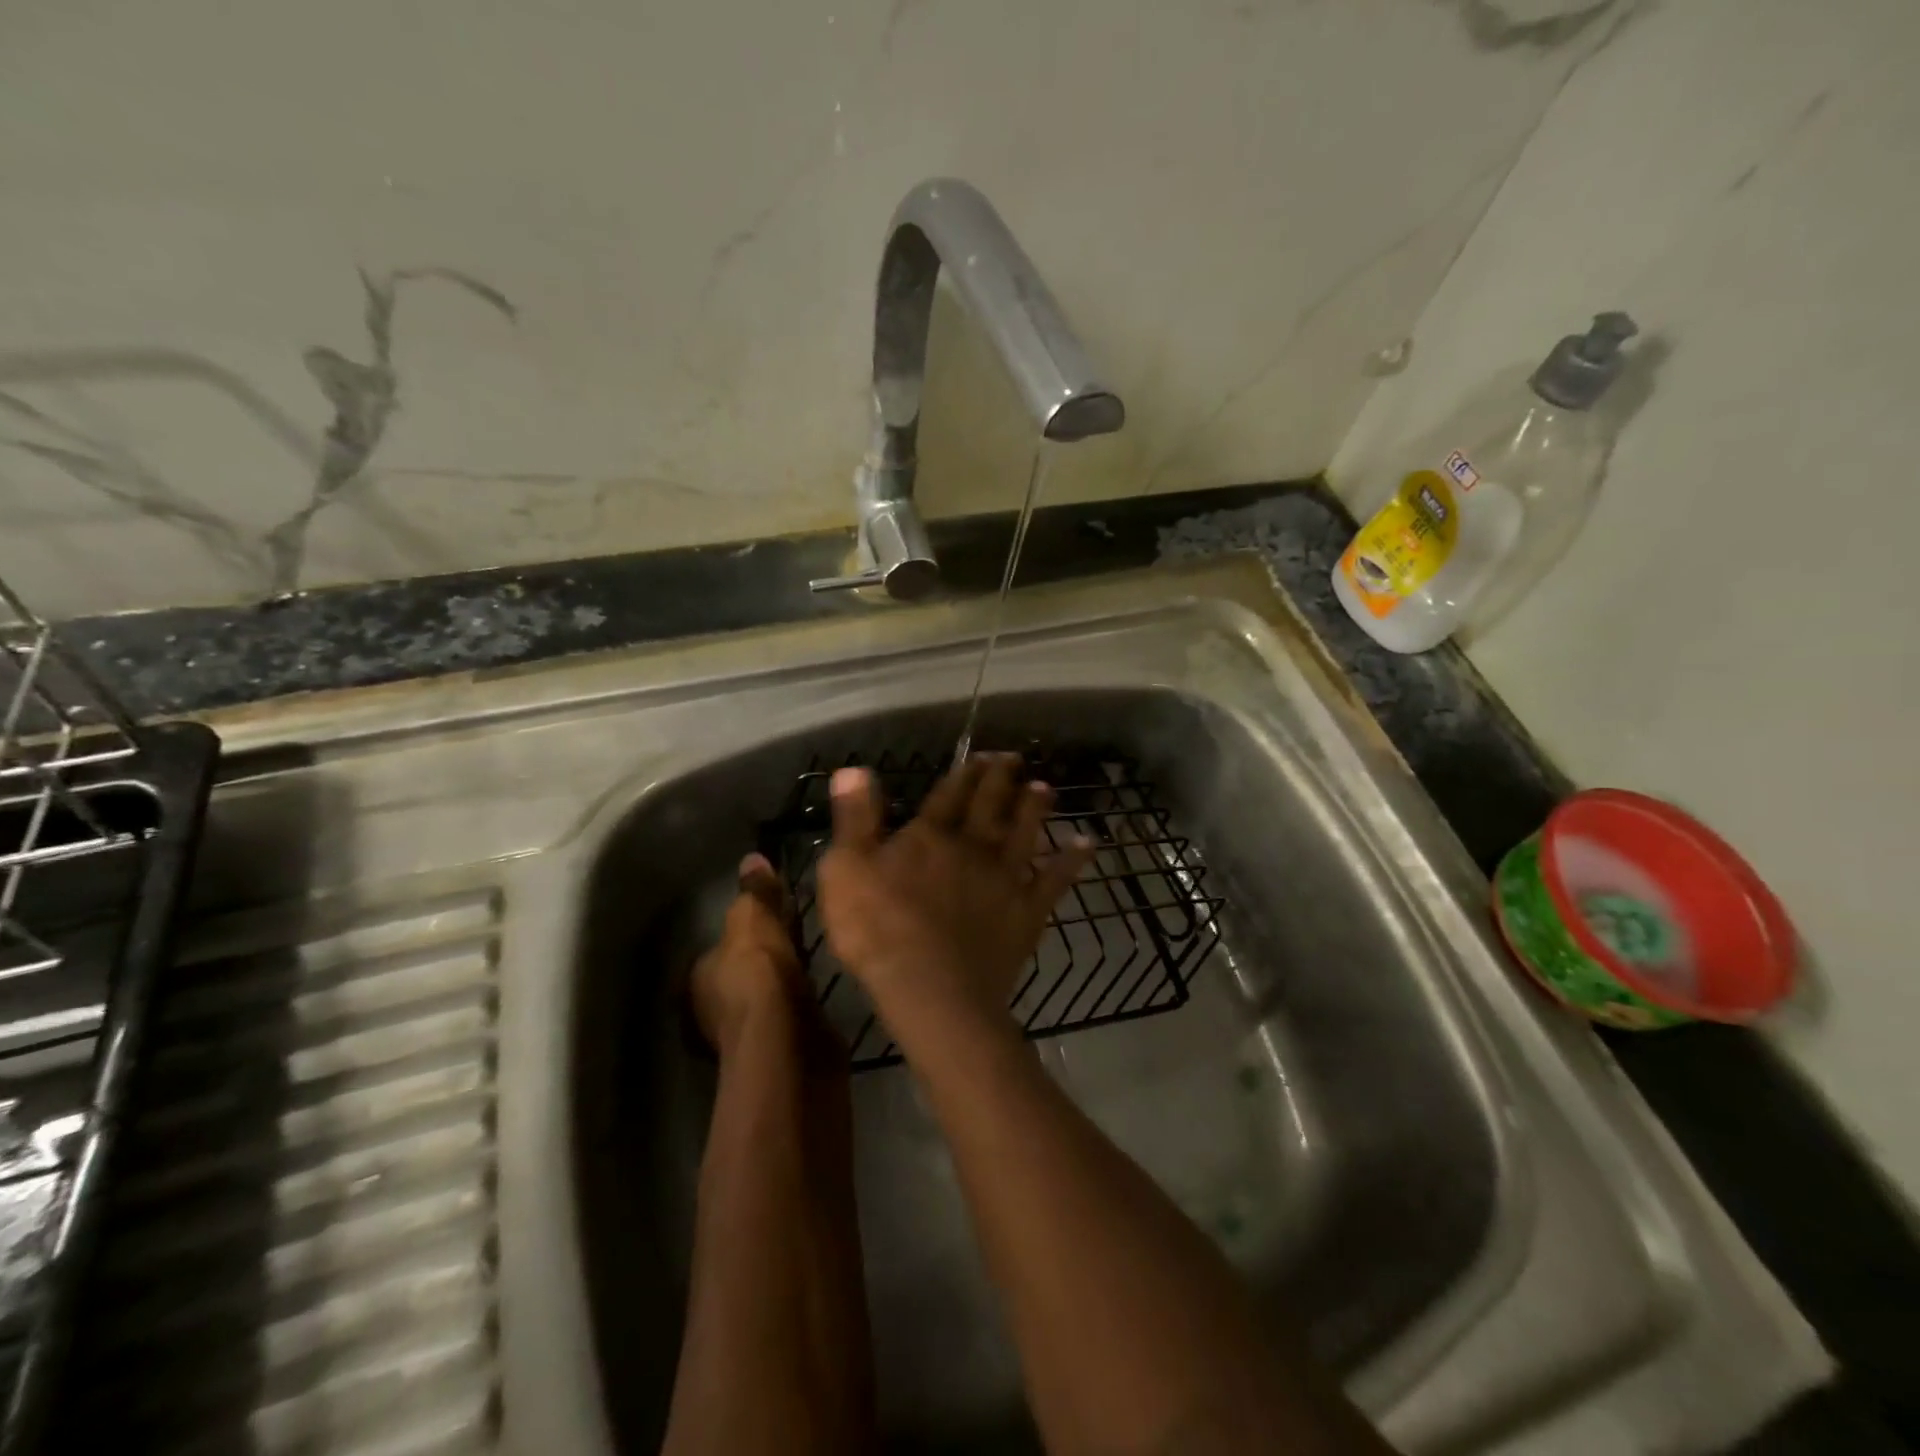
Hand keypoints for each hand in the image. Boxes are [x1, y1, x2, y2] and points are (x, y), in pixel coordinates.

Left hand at [688, 852, 808, 1053]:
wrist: (787, 1041)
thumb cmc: (757, 973)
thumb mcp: (754, 920)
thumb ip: (754, 892)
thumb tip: (752, 858)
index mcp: (698, 977)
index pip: (717, 949)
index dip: (742, 932)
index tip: (769, 915)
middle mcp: (713, 1009)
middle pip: (741, 973)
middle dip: (764, 957)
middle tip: (795, 930)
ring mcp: (746, 1033)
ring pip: (765, 995)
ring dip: (783, 980)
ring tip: (812, 954)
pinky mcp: (778, 1050)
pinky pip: (789, 1012)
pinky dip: (800, 1001)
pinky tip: (820, 987)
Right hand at [817, 754, 1094, 1025]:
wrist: (931, 988)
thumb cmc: (877, 930)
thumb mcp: (846, 869)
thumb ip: (855, 818)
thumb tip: (854, 768)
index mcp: (930, 836)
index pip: (949, 794)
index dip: (965, 772)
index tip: (980, 754)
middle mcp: (973, 846)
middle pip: (991, 805)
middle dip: (1002, 779)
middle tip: (1015, 759)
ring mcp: (1005, 878)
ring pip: (1025, 832)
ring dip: (1035, 808)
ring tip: (1046, 788)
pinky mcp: (1027, 911)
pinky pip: (1055, 879)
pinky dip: (1072, 860)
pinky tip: (1086, 844)